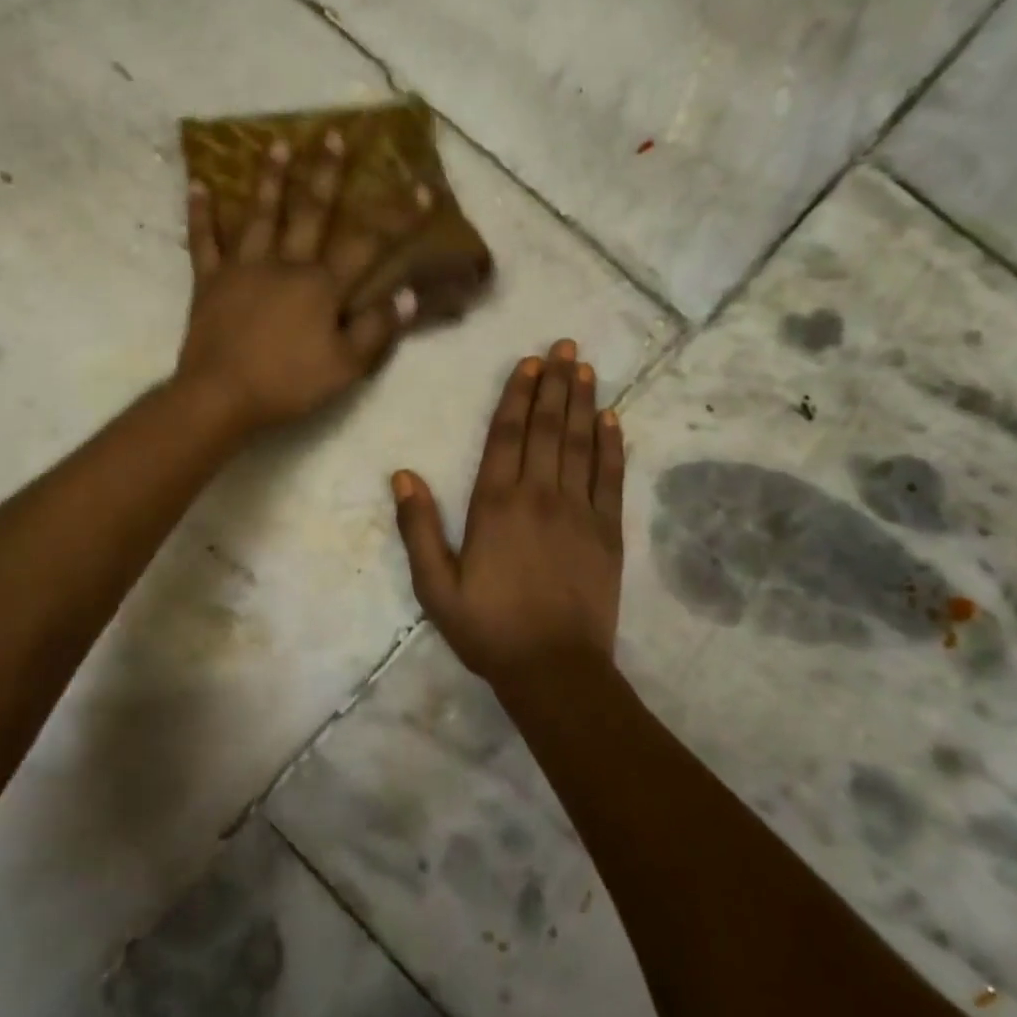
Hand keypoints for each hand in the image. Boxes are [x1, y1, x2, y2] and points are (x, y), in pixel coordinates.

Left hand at [176, 130, 428, 433]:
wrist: (221, 396)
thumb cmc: (287, 384)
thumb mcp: (345, 367)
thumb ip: (377, 330)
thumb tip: (408, 296)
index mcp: (321, 286)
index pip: (367, 244)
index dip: (397, 217)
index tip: (422, 188)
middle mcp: (285, 264)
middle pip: (310, 212)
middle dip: (326, 173)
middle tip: (332, 134)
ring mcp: (243, 268)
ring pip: (260, 214)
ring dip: (270, 178)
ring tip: (277, 143)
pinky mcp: (209, 281)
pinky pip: (203, 240)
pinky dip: (200, 212)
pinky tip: (198, 183)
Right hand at [391, 340, 625, 685]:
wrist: (554, 670)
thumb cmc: (488, 628)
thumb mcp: (436, 586)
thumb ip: (419, 528)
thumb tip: (402, 475)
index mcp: (496, 505)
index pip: (507, 436)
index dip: (518, 396)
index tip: (529, 363)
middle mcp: (539, 496)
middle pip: (548, 428)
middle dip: (555, 384)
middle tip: (566, 346)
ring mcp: (579, 511)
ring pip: (581, 444)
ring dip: (584, 402)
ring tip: (586, 368)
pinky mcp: (607, 532)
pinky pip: (610, 478)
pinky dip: (612, 446)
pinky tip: (613, 420)